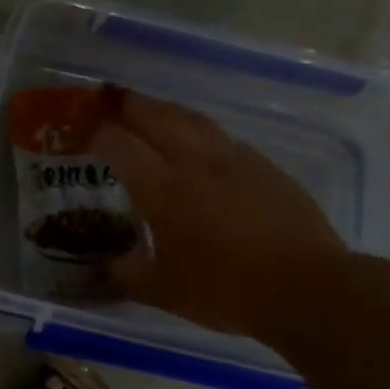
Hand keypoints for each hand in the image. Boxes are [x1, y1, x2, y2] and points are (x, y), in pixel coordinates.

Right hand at [95, 88, 347, 340]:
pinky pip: (225, 140)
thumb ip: (128, 274)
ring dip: (168, 110)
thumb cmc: (225, 290)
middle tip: (113, 97)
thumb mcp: (164, 291)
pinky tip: (203, 146)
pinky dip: (203, 133)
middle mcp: (196, 164)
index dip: (98, 134)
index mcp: (163, 190)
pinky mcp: (267, 169)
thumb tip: (108, 266)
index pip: (121, 146)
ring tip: (154, 110)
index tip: (84, 132)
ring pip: (195, 121)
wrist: (305, 288)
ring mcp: (236, 161)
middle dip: (131, 105)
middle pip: (159, 118)